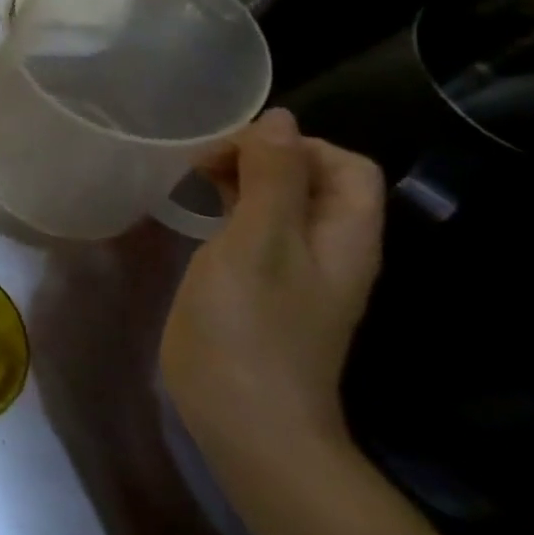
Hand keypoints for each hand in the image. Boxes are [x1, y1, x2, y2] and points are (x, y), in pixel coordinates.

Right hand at [160, 108, 385, 476]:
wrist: (244, 415)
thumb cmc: (251, 325)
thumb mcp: (259, 242)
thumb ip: (272, 180)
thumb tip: (278, 119)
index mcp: (343, 237)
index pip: (344, 165)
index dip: (294, 145)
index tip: (233, 150)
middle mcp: (326, 248)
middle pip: (311, 179)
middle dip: (260, 156)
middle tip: (200, 160)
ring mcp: (292, 269)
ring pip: (278, 201)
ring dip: (239, 178)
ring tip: (190, 175)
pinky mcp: (257, 284)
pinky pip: (252, 226)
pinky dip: (226, 205)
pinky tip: (191, 208)